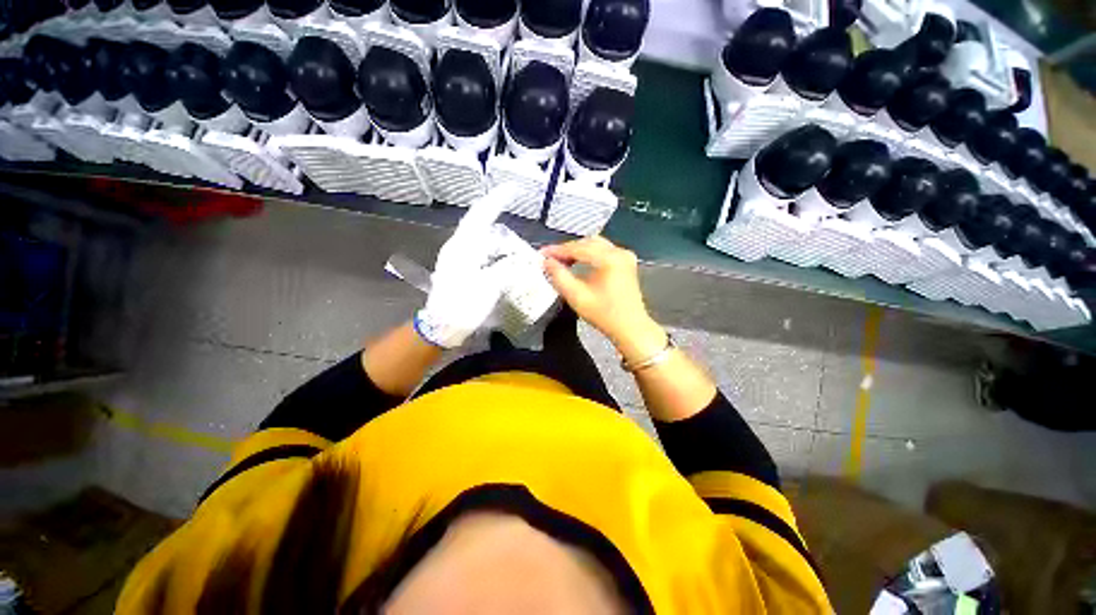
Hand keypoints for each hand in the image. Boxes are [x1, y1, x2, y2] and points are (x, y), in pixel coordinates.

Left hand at [417, 185, 520, 348]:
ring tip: (515, 243)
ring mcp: (457, 258)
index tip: (514, 189)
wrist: (440, 327)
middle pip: (479, 223)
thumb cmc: (462, 307)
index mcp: (462, 248)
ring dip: (498, 236)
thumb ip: (507, 269)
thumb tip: (522, 259)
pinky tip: (504, 258)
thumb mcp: (488, 288)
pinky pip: (480, 251)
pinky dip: (494, 250)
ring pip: (480, 238)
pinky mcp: (460, 268)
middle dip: (496, 214)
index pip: (480, 216)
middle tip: (515, 211)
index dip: (497, 200)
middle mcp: (458, 247)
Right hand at [541, 237, 666, 363]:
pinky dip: (589, 254)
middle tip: (550, 258)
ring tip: (561, 260)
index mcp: (609, 258)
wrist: (631, 328)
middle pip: (587, 242)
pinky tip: (578, 262)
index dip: (557, 250)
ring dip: (577, 250)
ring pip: (596, 245)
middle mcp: (619, 252)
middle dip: (567, 249)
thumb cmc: (604, 315)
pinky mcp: (626, 262)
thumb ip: (559, 276)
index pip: (578, 248)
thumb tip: (547, 262)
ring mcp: (625, 256)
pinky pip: (604, 251)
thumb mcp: (577, 297)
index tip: (541, 254)